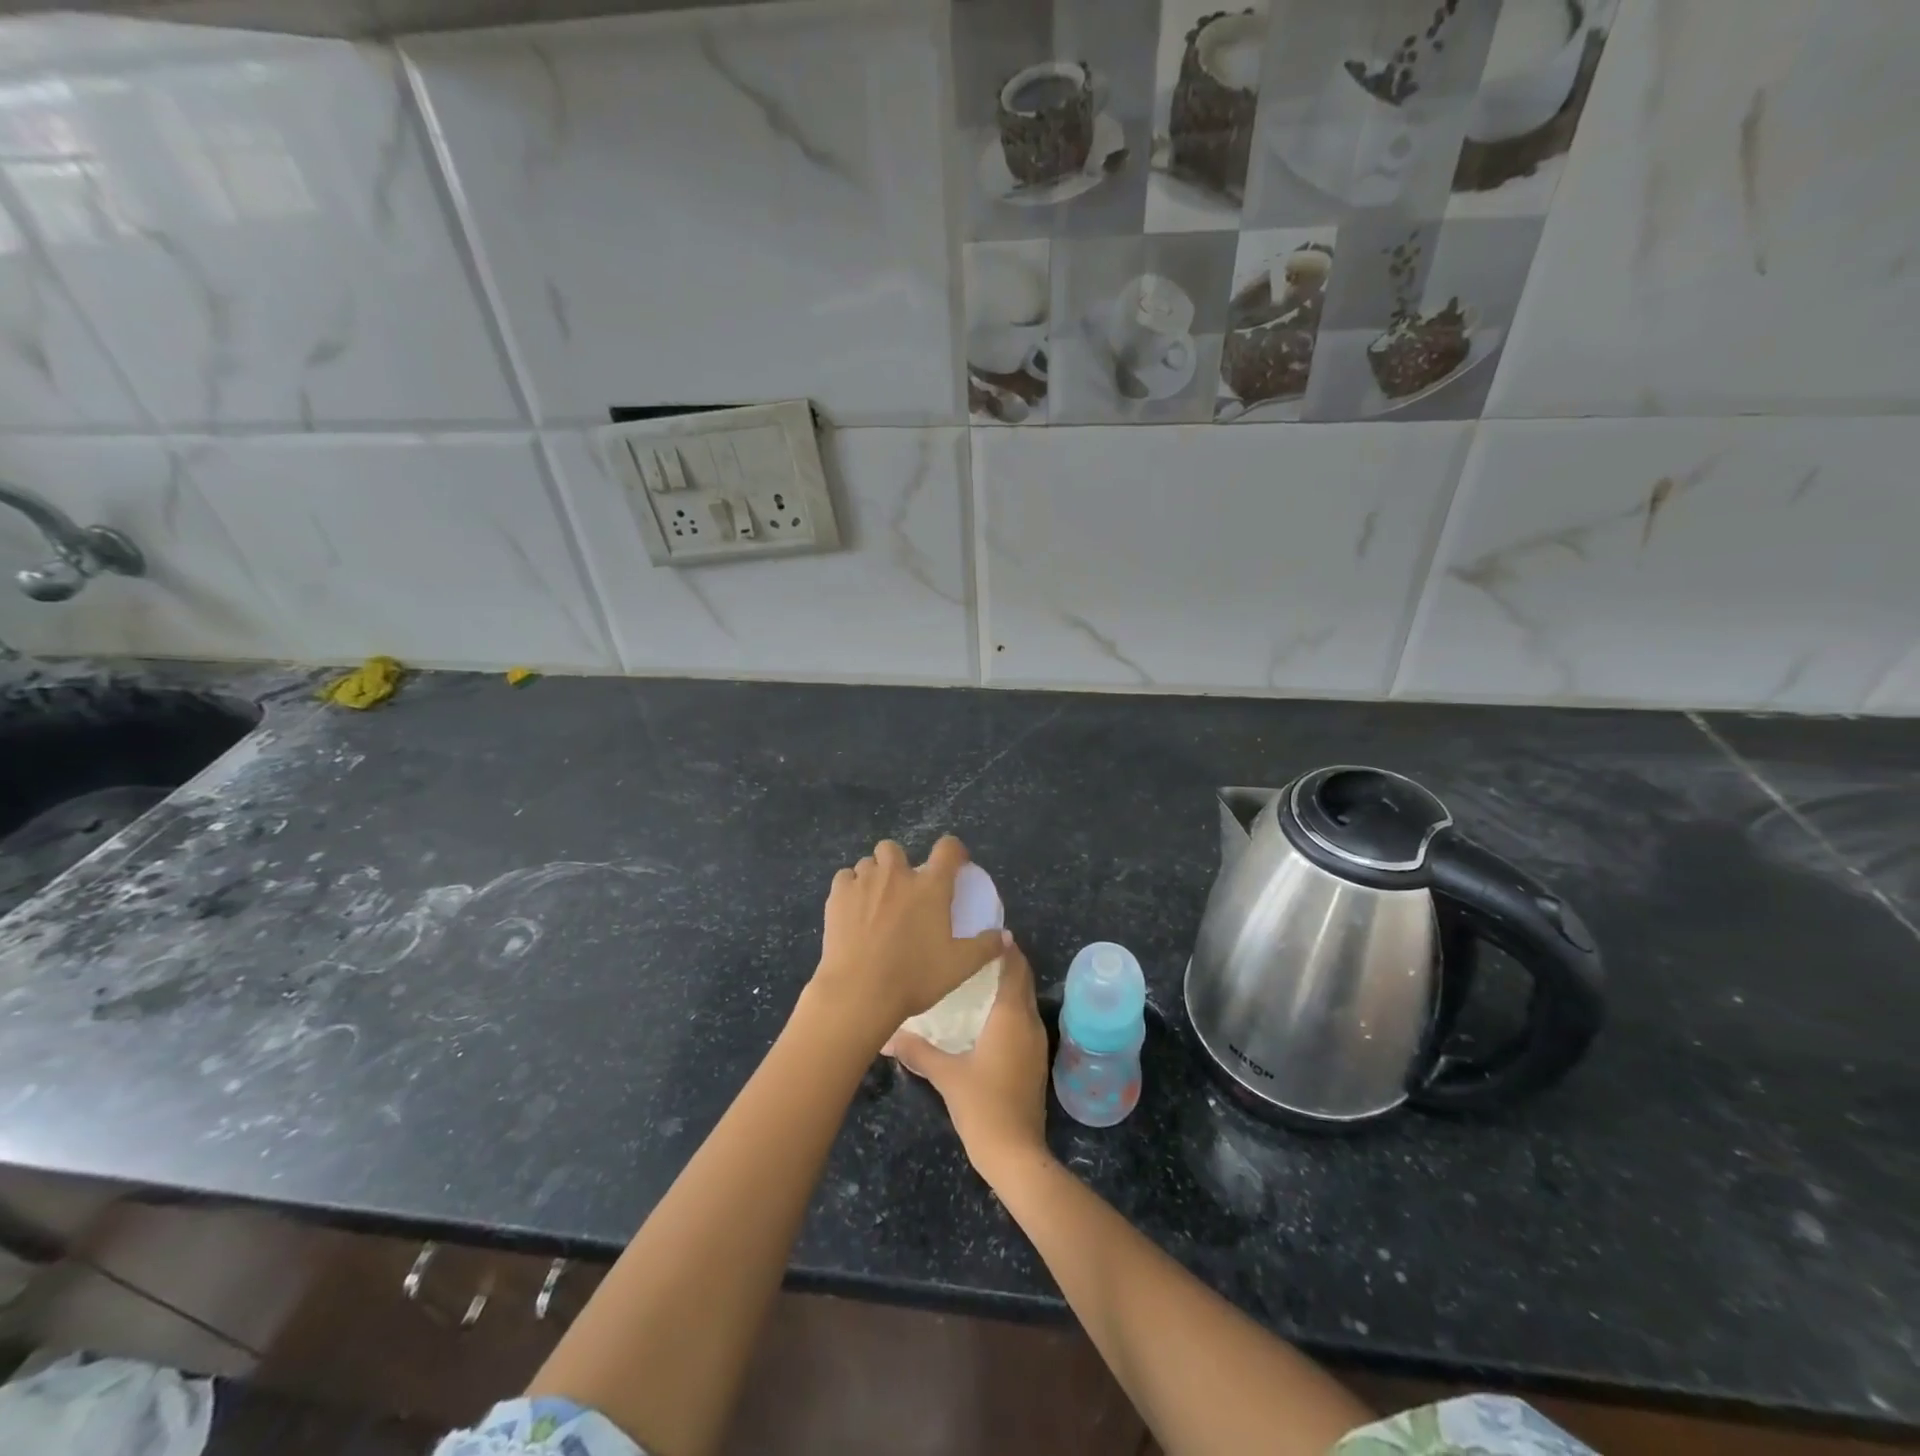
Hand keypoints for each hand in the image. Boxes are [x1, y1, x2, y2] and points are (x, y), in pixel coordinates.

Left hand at [812, 836, 1008, 1037]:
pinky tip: (852, 908)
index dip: (954, 850)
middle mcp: (897, 875)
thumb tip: (1007, 936)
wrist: (859, 993)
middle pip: (895, 848)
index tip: (956, 863)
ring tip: (875, 901)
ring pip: (868, 862)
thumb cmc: (914, 977)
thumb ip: (986, 947)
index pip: (948, 849)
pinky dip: (850, 887)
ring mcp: (864, 882)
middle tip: (904, 889)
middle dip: (899, 862)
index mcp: (931, 886)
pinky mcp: (837, 895)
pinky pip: (845, 878)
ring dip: (874, 875)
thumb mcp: (959, 967)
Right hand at [885, 938, 1049, 1178]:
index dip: (1003, 946)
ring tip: (974, 976)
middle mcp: (1029, 1022)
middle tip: (972, 950)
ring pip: (1023, 1000)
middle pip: (1022, 980)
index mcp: (1011, 1015)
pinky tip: (985, 1015)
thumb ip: (917, 1051)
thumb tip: (886, 1035)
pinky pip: (1023, 1020)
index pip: (1014, 966)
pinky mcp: (1034, 1061)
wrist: (1015, 1153)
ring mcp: (1036, 1043)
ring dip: (1007, 985)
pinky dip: (1009, 1007)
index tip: (983, 931)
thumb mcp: (945, 1074)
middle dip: (1004, 962)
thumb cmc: (982, 1105)